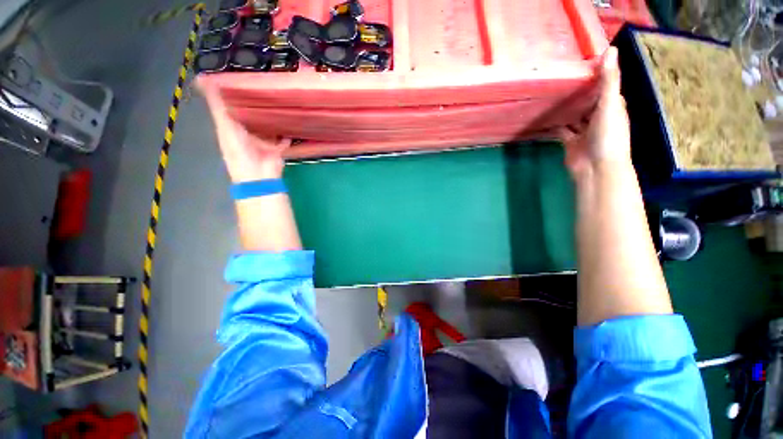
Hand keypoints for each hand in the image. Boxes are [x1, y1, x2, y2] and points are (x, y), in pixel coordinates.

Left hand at [198, 80, 290, 181]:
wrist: (258, 175)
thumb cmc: (239, 151)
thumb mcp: (225, 126)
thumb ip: (218, 106)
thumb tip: (204, 79)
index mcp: (231, 128)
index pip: (231, 109)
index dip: (234, 95)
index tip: (240, 78)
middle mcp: (246, 134)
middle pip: (251, 117)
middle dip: (256, 105)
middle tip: (264, 88)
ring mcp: (262, 142)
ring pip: (267, 128)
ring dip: (271, 119)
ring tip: (278, 103)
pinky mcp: (275, 149)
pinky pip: (282, 140)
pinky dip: (286, 135)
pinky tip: (290, 124)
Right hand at [561, 47, 631, 179]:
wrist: (595, 167)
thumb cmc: (608, 135)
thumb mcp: (610, 104)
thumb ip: (608, 80)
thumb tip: (610, 49)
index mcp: (613, 106)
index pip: (605, 86)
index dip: (597, 74)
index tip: (582, 61)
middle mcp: (599, 116)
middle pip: (588, 100)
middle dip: (578, 91)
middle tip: (560, 77)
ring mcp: (584, 130)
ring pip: (574, 115)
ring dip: (566, 107)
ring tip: (551, 94)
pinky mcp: (570, 141)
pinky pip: (561, 129)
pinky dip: (555, 124)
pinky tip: (544, 115)